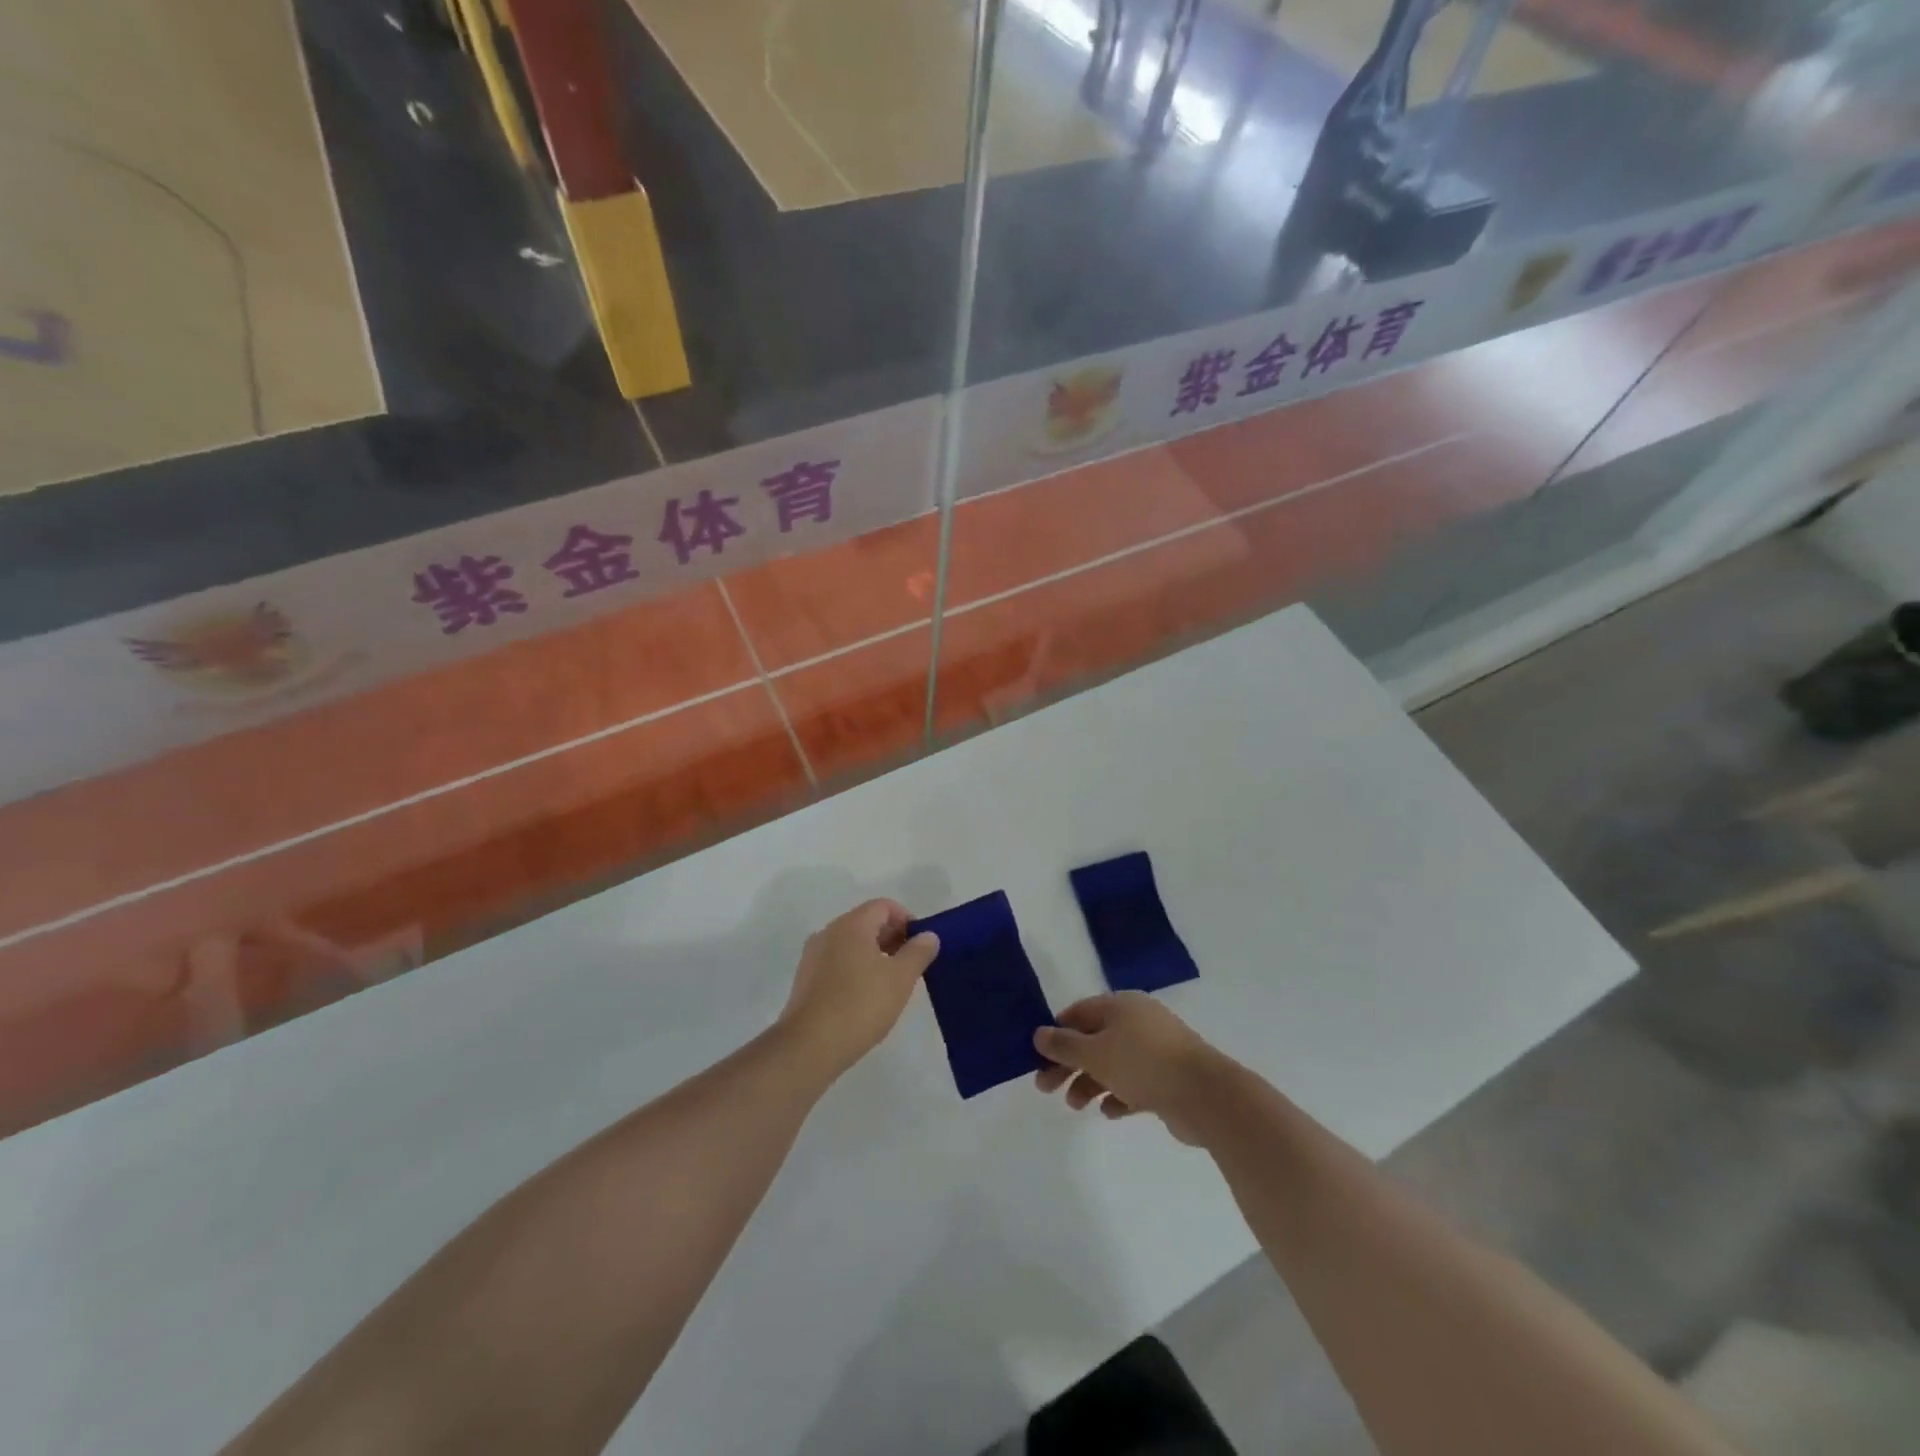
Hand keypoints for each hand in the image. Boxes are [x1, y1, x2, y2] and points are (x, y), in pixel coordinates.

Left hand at [780, 900, 939, 1079]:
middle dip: (892, 937)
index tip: (920, 945)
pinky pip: (836, 963)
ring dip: (874, 955)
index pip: (884, 906)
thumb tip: (928, 936)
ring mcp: (812, 956)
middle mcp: (828, 932)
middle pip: (866, 922)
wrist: (809, 1046)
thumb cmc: (860, 1005)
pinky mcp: (805, 980)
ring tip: (891, 983)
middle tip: (910, 965)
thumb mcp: (900, 979)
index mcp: (851, 925)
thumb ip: (918, 952)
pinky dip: (855, 969)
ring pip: (850, 944)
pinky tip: (865, 997)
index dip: (906, 920)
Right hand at [1033, 993, 1228, 1144]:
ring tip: (1077, 1106)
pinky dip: (1118, 1096)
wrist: (1205, 1095)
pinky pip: (1134, 1084)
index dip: (1056, 1034)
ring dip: (1090, 1083)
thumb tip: (1039, 1033)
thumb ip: (1064, 1045)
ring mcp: (1155, 1050)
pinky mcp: (1167, 1078)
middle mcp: (1138, 1023)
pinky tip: (1110, 1112)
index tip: (1038, 1058)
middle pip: (1093, 1040)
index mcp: (1121, 1006)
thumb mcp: (1095, 1052)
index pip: (1079, 1013)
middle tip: (1046, 1089)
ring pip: (1112, 1064)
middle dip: (1069, 1064)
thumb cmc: (1143, 1063)